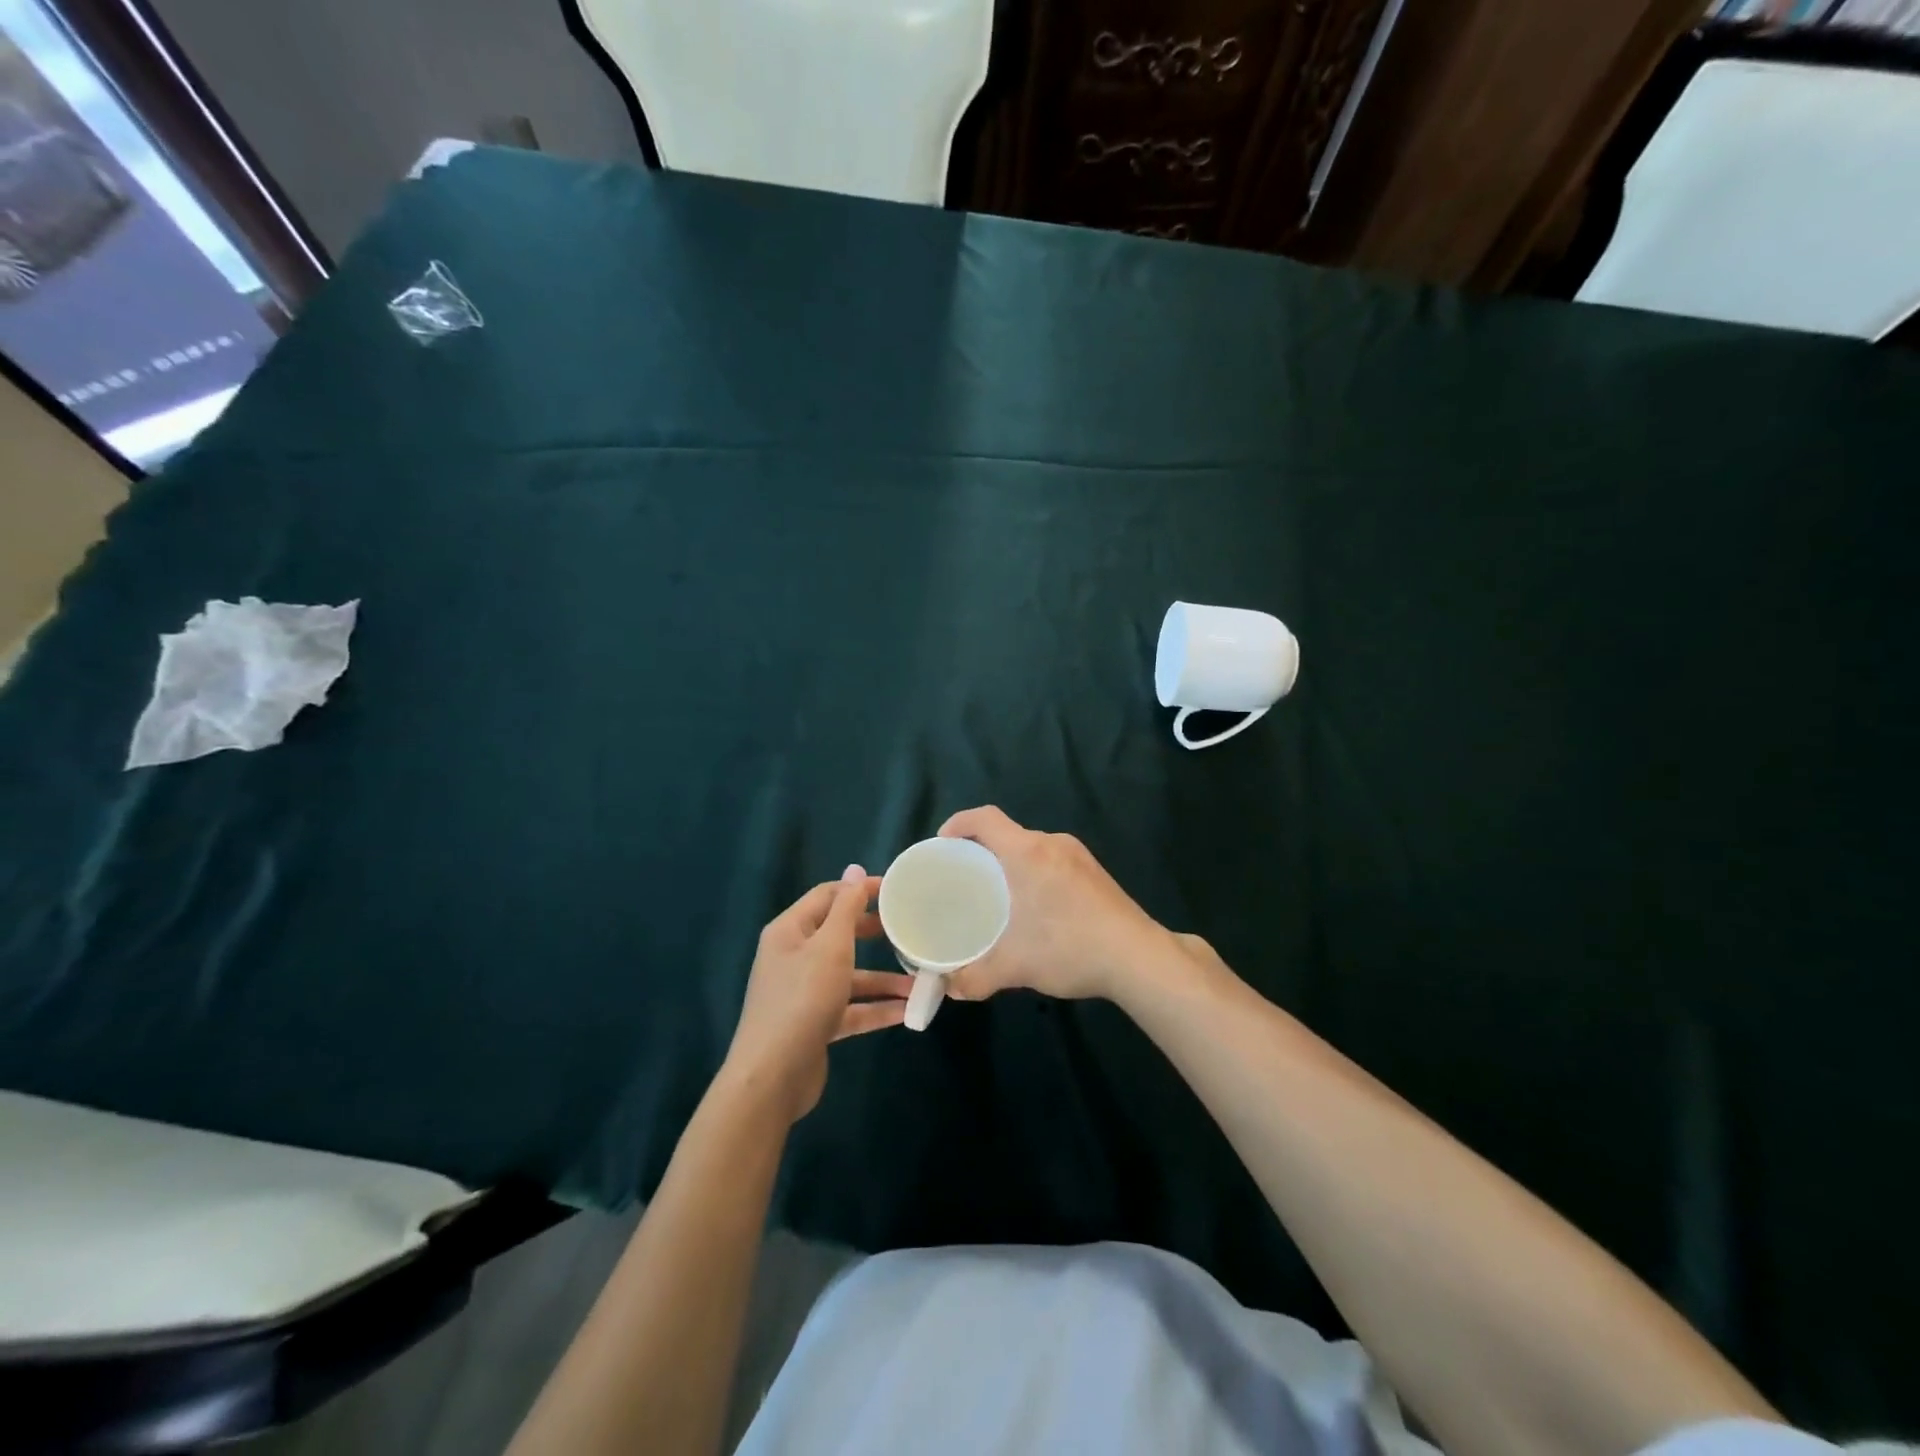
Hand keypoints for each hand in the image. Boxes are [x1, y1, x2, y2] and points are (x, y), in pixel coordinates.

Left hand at [722, 865, 912, 1123]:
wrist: (772, 1077)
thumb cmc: (802, 999)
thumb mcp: (830, 946)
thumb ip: (846, 908)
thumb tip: (855, 870)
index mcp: (790, 931)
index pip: (828, 896)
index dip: (860, 890)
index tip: (897, 892)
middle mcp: (794, 957)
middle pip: (839, 935)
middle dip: (874, 933)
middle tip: (909, 929)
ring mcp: (803, 993)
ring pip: (849, 976)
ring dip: (883, 979)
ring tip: (920, 982)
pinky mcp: (815, 1024)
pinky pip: (850, 1009)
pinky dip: (876, 1009)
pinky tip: (907, 1012)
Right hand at [937, 806, 1176, 1003]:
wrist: (1138, 957)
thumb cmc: (1070, 948)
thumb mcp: (1015, 966)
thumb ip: (975, 977)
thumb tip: (949, 988)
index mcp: (1027, 852)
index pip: (985, 818)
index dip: (958, 823)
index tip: (942, 844)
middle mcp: (1052, 844)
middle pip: (1008, 833)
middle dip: (982, 849)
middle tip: (965, 877)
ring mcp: (1078, 855)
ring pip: (1032, 847)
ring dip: (1010, 862)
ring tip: (996, 893)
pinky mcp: (1094, 871)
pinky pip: (1052, 859)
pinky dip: (1033, 871)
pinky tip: (1034, 906)